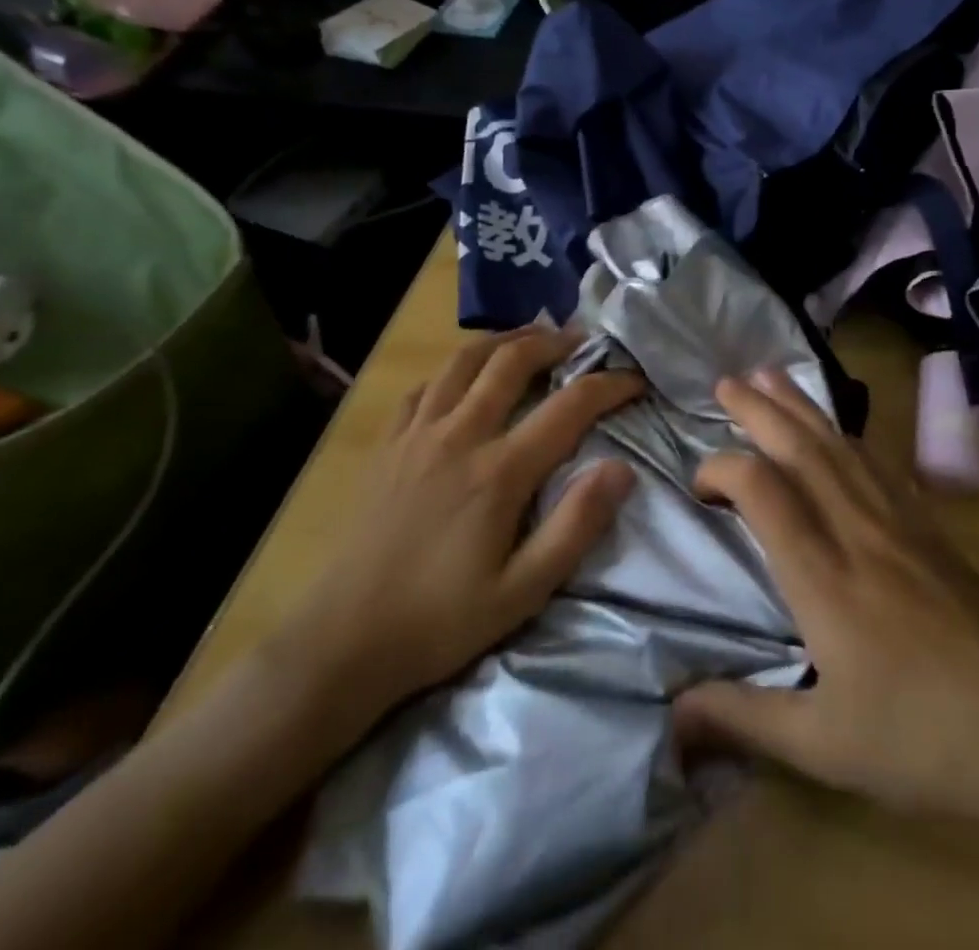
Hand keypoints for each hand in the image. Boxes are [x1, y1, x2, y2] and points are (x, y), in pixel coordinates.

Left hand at [271, 326, 641, 735]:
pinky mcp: (388, 444)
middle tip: (584, 340)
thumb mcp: (523, 591)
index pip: (569, 406)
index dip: (610, 385)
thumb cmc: (441, 621)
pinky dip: (455, 369)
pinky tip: (466, 377)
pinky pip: (425, 385)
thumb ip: (576, 526)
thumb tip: (622, 469)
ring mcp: (417, 434)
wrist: (342, 642)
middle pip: (513, 361)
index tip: (636, 378)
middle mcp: (460, 435)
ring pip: (465, 359)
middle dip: (555, 341)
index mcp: (499, 471)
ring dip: (505, 339)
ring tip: (532, 336)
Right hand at [675, 371, 978, 826]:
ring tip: (772, 374)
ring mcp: (899, 523)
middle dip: (760, 409)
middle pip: (802, 450)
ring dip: (802, 406)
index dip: (723, 470)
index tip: (699, 486)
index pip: (764, 492)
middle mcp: (858, 531)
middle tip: (726, 382)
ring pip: (841, 445)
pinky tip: (840, 429)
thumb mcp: (822, 746)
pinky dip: (848, 434)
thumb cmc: (923, 739)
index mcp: (824, 577)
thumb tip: (671, 718)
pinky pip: (879, 463)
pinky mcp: (930, 529)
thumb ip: (741, 720)